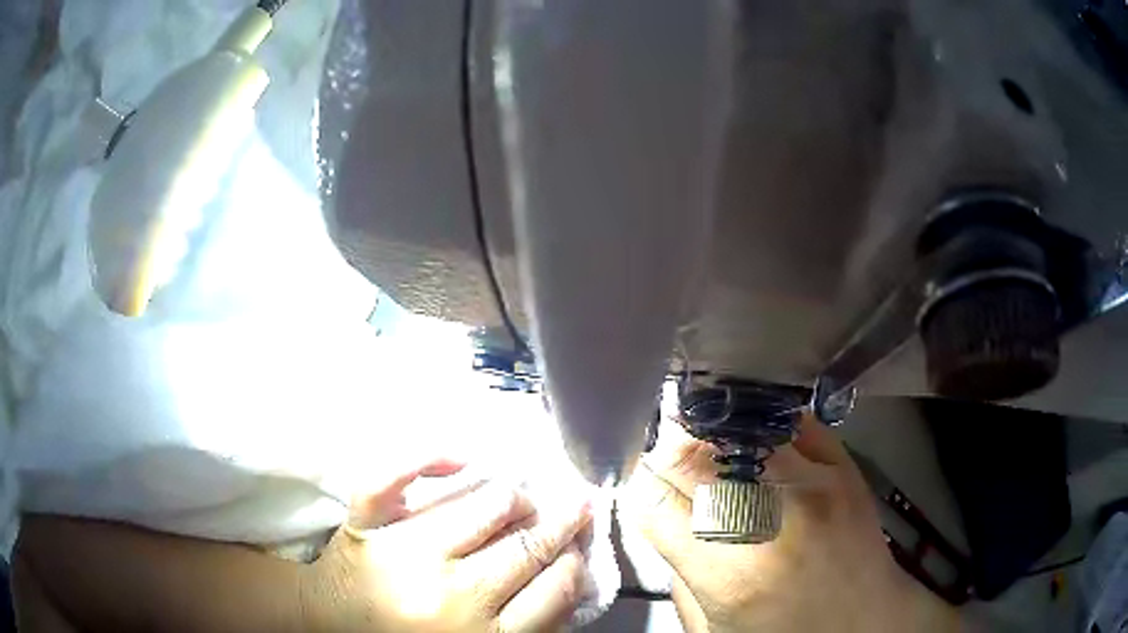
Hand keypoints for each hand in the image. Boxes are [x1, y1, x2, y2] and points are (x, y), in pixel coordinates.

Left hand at [302, 459, 592, 631]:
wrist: (330, 626)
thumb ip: (526, 623)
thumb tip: (569, 574)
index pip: (555, 590)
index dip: (575, 563)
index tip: (579, 549)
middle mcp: (449, 596)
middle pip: (527, 546)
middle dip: (561, 522)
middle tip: (575, 505)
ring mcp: (401, 554)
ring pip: (483, 505)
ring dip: (513, 497)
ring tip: (521, 498)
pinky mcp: (363, 525)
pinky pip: (393, 476)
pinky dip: (426, 455)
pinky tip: (459, 460)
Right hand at [620, 414, 960, 632]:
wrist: (868, 620)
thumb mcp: (713, 629)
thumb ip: (680, 577)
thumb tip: (665, 523)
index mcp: (728, 573)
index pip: (653, 503)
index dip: (638, 489)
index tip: (642, 488)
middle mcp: (768, 519)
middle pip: (689, 458)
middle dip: (666, 455)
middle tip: (665, 460)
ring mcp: (812, 483)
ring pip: (734, 431)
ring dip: (709, 435)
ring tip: (704, 443)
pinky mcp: (843, 466)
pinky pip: (790, 423)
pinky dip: (761, 425)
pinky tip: (751, 433)